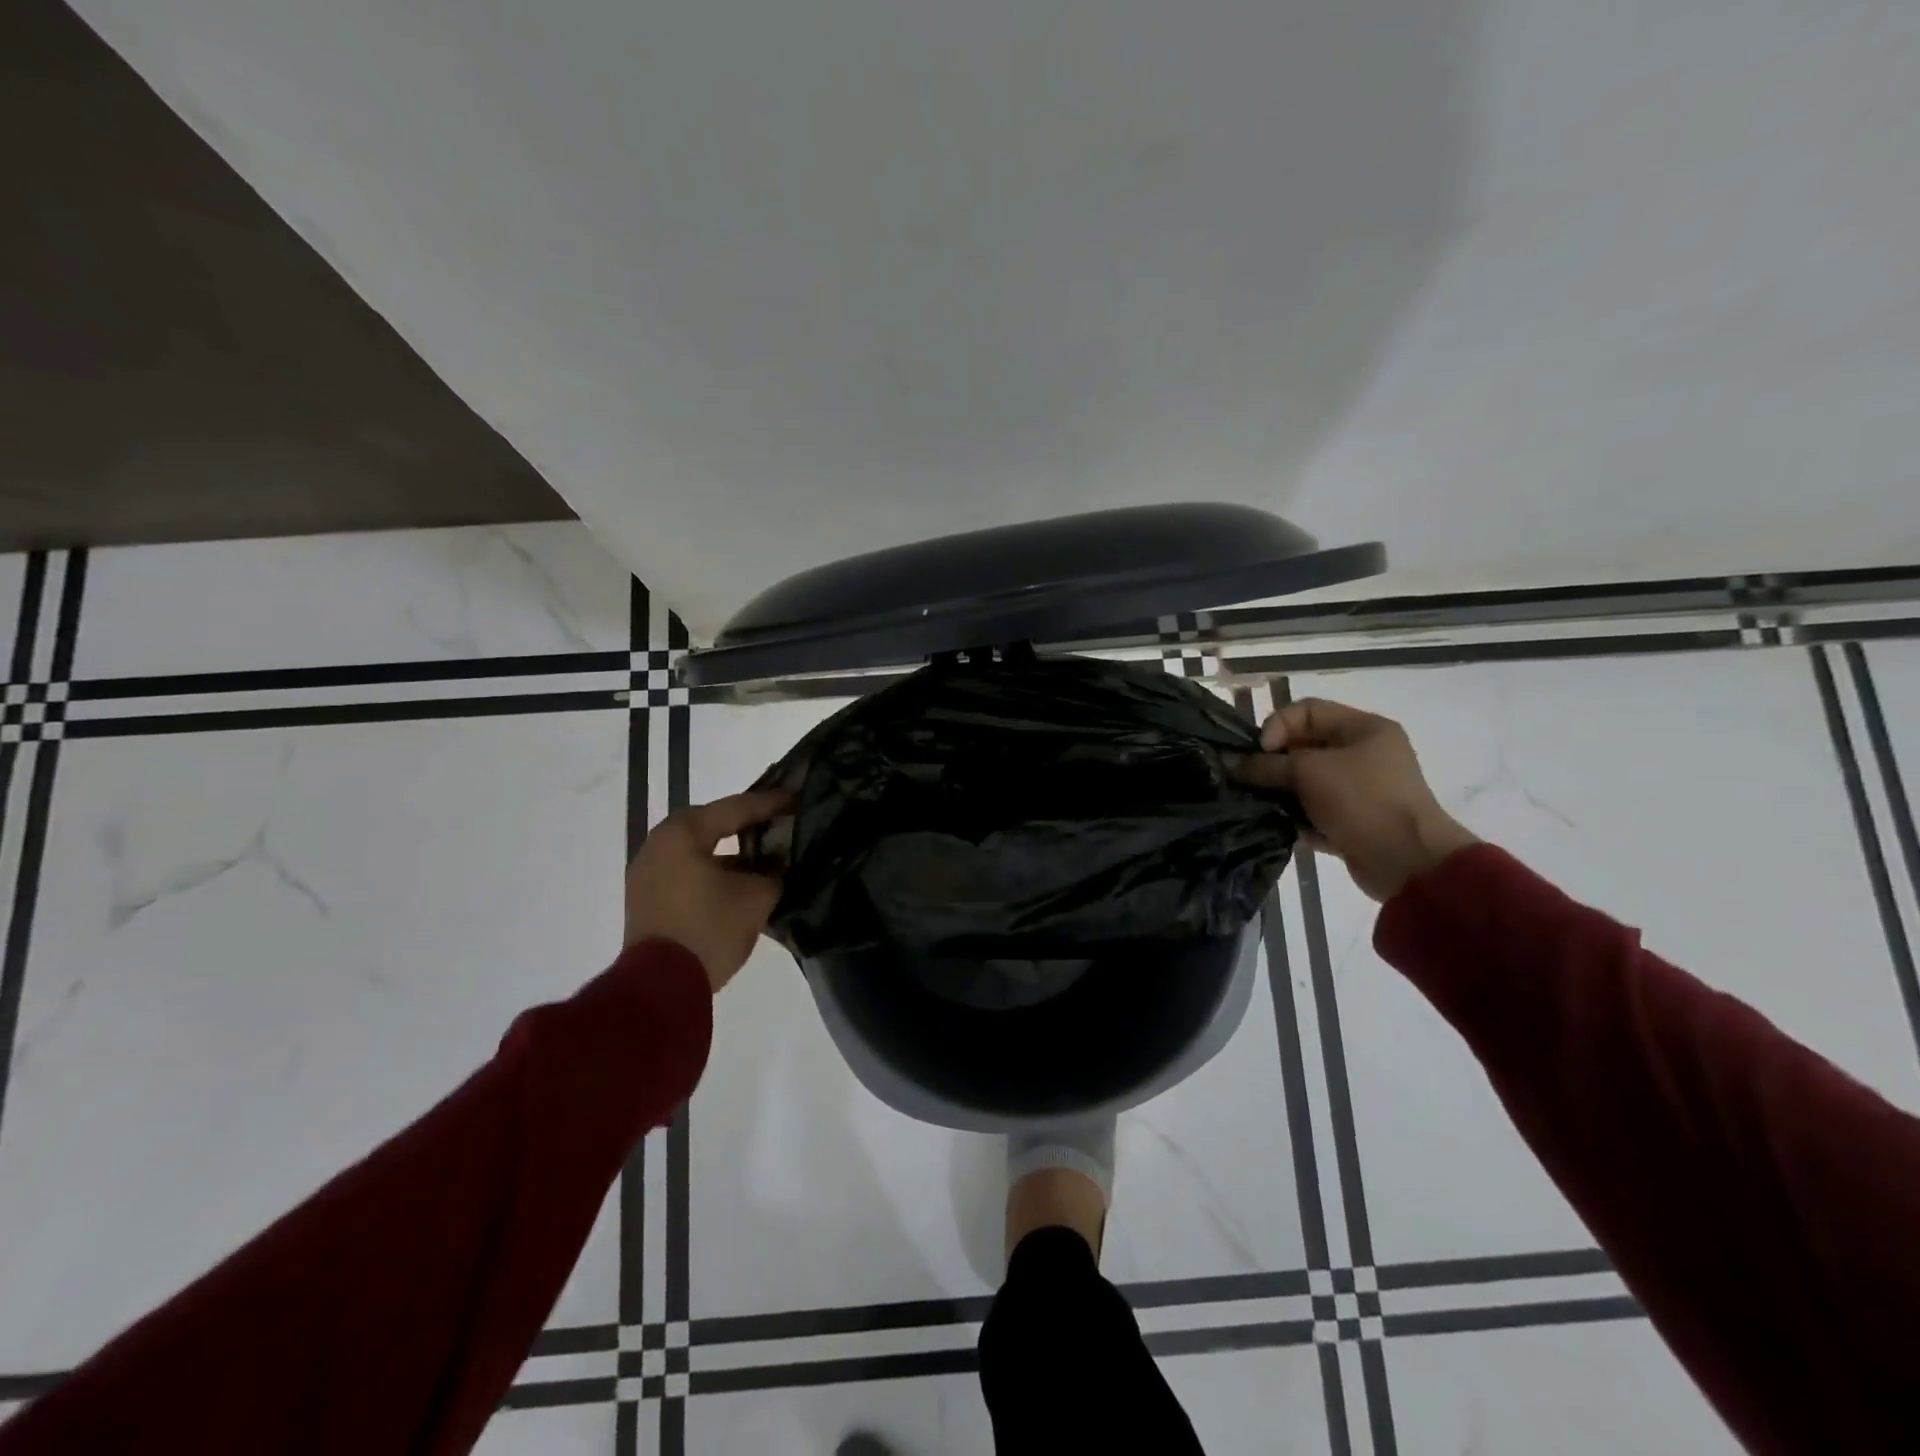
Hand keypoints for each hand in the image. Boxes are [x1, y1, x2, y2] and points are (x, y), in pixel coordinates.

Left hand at [624, 789, 792, 991]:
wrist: (660, 987)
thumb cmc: (709, 929)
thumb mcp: (756, 897)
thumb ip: (773, 872)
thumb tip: (777, 866)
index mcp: (683, 833)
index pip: (736, 808)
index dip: (771, 803)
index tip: (798, 799)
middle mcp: (659, 844)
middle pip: (712, 825)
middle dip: (749, 826)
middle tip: (781, 822)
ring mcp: (647, 874)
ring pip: (699, 851)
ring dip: (732, 853)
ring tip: (766, 856)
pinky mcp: (647, 900)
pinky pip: (687, 872)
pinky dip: (714, 872)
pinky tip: (741, 882)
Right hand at [1236, 698, 1477, 902]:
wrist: (1408, 861)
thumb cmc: (1361, 800)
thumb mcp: (1308, 772)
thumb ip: (1266, 765)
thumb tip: (1234, 766)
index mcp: (1364, 728)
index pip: (1307, 710)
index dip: (1277, 726)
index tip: (1259, 753)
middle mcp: (1364, 754)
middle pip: (1304, 746)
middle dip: (1273, 762)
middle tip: (1251, 780)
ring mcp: (1359, 790)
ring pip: (1306, 782)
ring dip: (1281, 792)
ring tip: (1260, 804)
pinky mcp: (1352, 821)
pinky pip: (1314, 811)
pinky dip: (1295, 817)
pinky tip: (1278, 826)